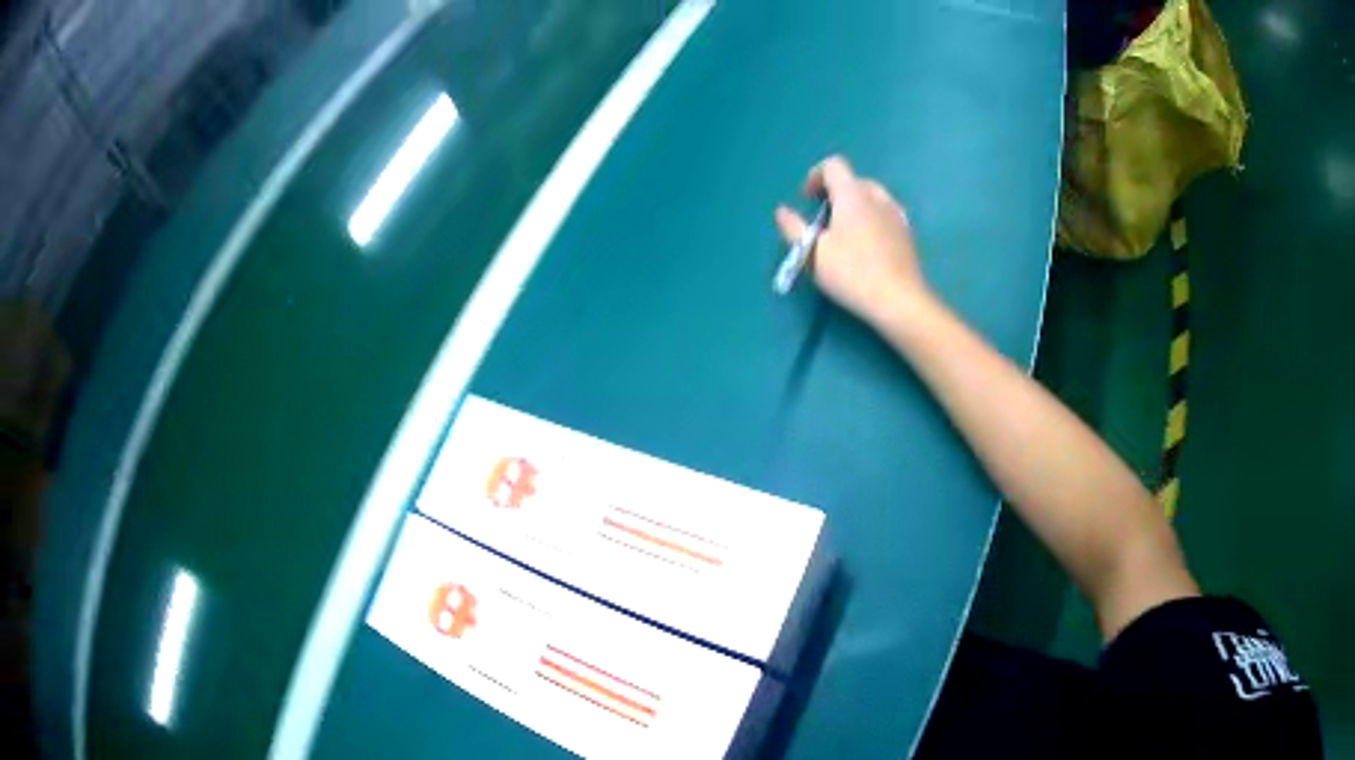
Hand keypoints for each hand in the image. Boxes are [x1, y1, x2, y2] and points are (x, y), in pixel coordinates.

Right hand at [775, 156, 929, 327]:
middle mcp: (877, 197)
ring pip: (872, 196)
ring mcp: (896, 214)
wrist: (899, 300)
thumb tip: (782, 211)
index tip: (806, 198)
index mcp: (852, 194)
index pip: (833, 165)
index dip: (816, 176)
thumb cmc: (852, 273)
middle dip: (835, 191)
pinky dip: (871, 218)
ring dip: (855, 205)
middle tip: (822, 217)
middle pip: (854, 180)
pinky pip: (885, 214)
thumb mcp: (812, 252)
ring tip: (844, 231)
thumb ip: (794, 228)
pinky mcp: (907, 234)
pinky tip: (866, 245)